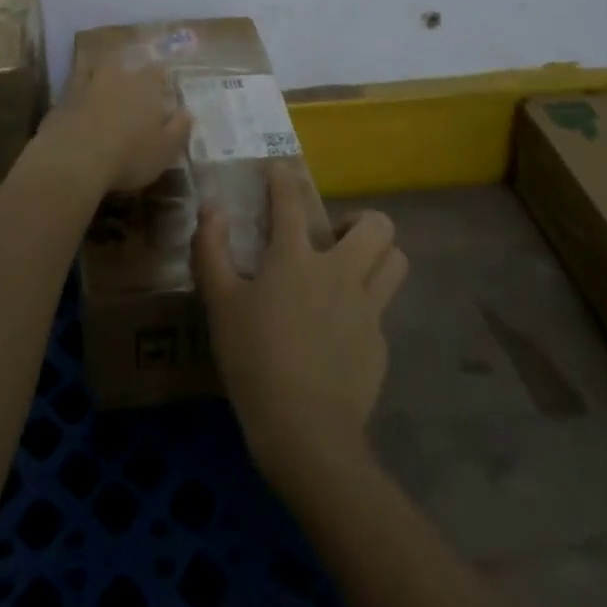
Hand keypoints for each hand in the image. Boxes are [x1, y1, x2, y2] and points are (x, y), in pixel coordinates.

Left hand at [35, 51, 191, 192]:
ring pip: (97, 66)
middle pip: (125, 62)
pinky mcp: (64, 96)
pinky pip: (73, 81)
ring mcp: (88, 83)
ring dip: (102, 68)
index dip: (161, 75)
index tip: (164, 78)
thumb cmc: (128, 157)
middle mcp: (118, 77)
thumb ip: (179, 129)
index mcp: (145, 88)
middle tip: (131, 74)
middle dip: (130, 66)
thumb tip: (187, 111)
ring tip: (105, 73)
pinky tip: (78, 88)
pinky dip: (78, 81)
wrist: (74, 159)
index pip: (157, 72)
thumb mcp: (164, 151)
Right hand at [194, 162, 407, 481]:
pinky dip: (365, 308)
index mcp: (296, 258)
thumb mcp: (219, 305)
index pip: (291, 200)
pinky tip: (340, 332)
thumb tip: (211, 211)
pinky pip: (381, 310)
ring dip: (379, 256)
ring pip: (395, 262)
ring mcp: (367, 309)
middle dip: (360, 219)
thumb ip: (212, 251)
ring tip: (351, 270)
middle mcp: (340, 272)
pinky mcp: (379, 344)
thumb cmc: (255, 361)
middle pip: (377, 225)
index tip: (279, 171)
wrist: (307, 435)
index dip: (284, 178)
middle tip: (334, 236)